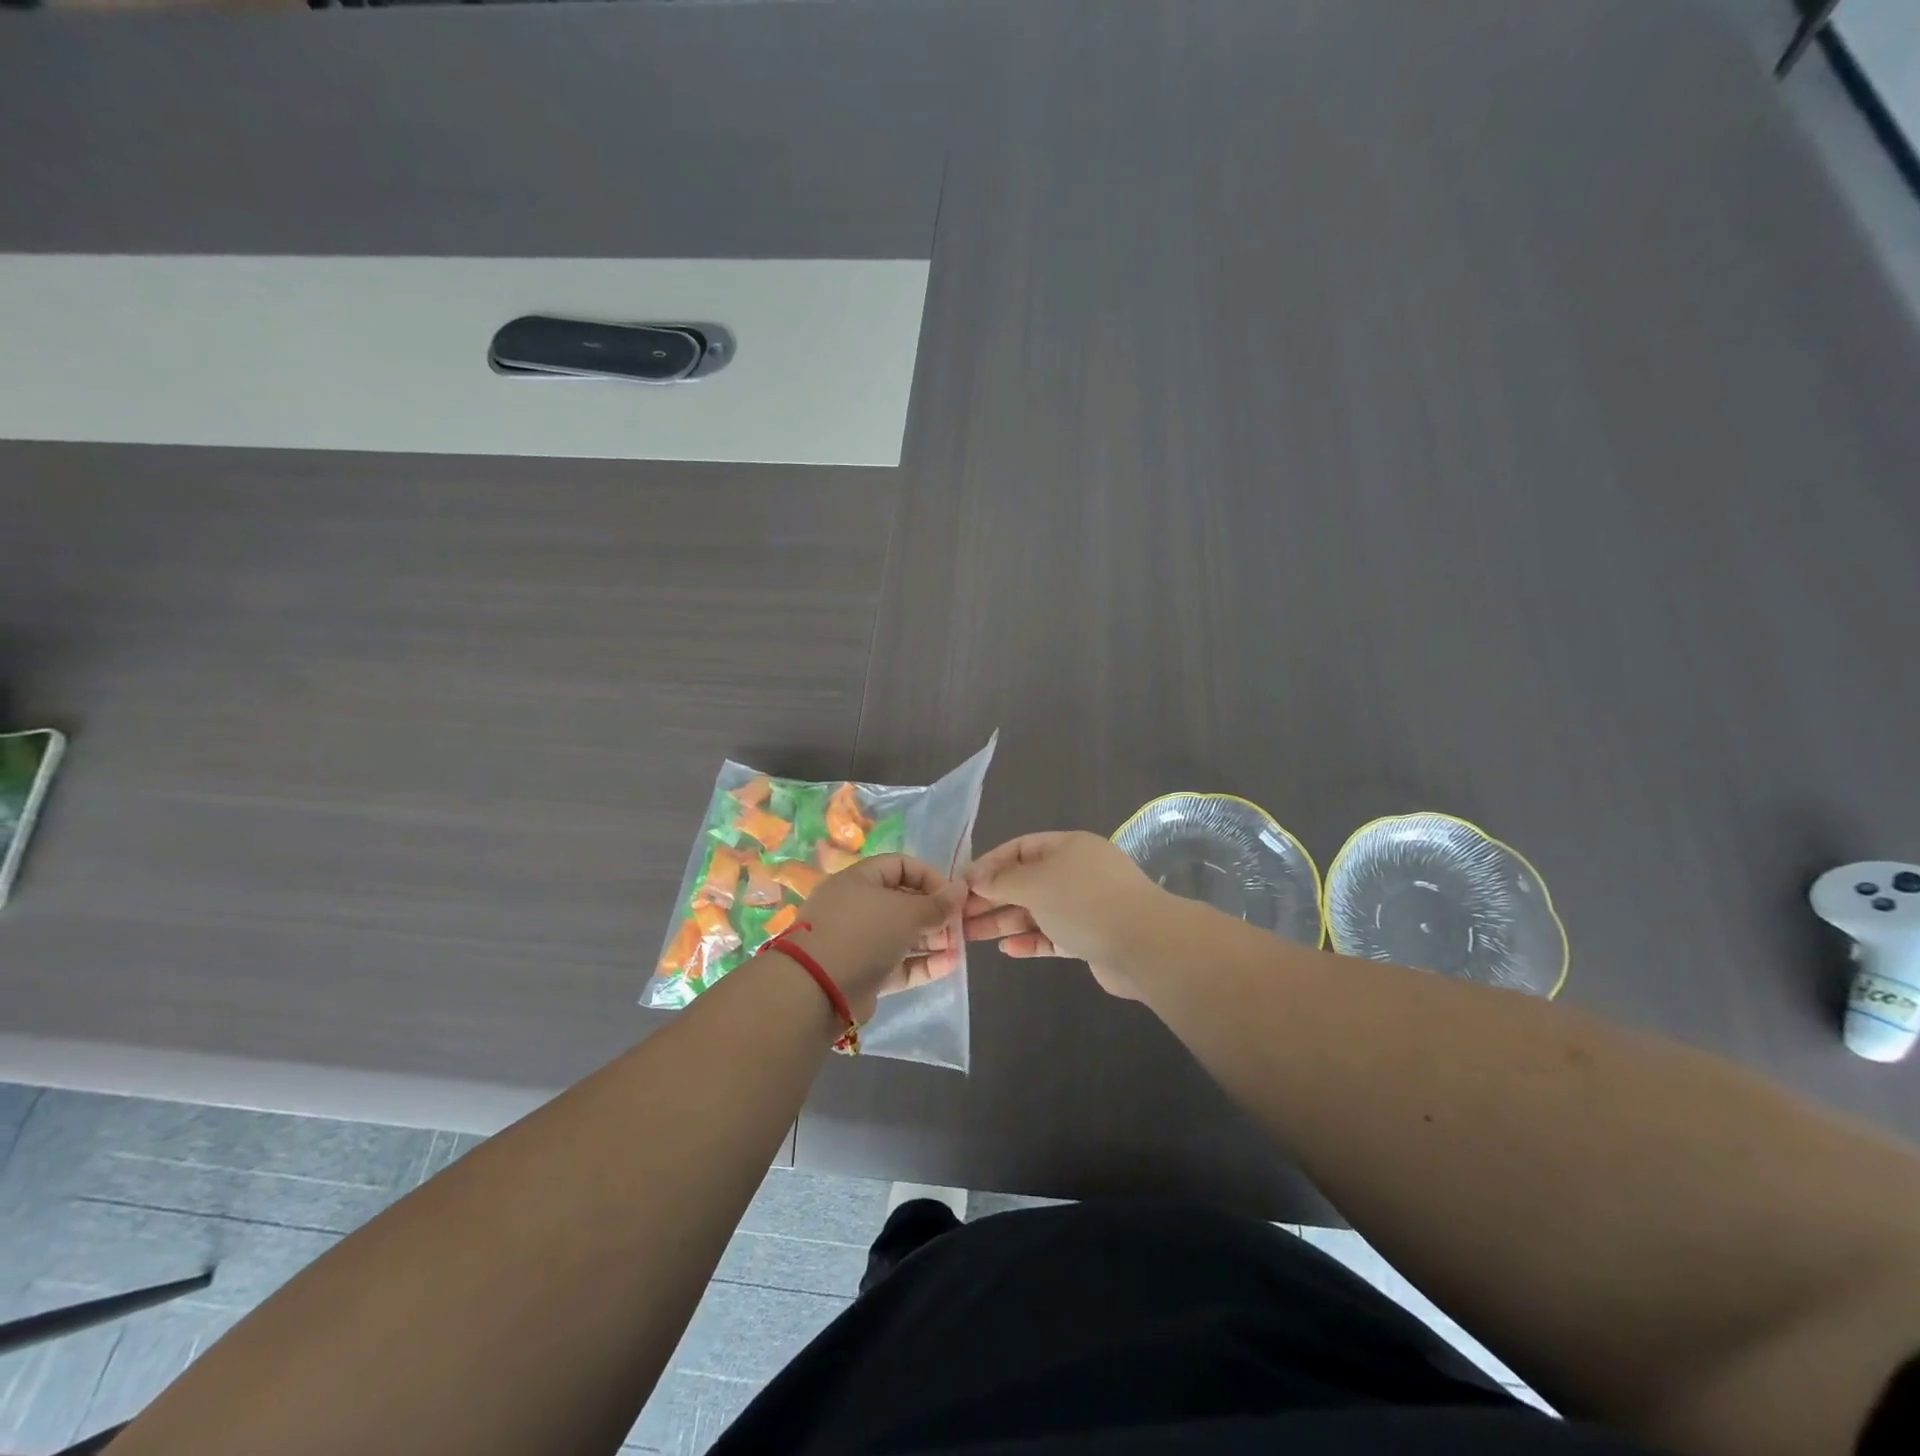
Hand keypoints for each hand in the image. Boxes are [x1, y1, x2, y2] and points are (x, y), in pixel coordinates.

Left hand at [786, 855, 965, 1022]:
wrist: (816, 990)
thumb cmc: (863, 934)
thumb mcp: (906, 912)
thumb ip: (937, 903)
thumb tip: (961, 888)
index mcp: (859, 879)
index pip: (900, 865)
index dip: (929, 876)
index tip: (953, 895)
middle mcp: (856, 906)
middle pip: (903, 902)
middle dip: (934, 913)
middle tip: (960, 925)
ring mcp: (858, 941)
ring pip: (901, 935)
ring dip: (932, 940)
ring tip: (958, 948)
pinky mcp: (862, 972)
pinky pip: (897, 963)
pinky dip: (922, 963)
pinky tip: (949, 966)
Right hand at [963, 831, 1167, 999]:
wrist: (1144, 945)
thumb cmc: (1084, 902)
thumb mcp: (1035, 884)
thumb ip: (1001, 881)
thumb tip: (975, 877)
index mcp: (1067, 847)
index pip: (1019, 848)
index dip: (989, 864)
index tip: (961, 884)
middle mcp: (1076, 872)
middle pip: (1026, 881)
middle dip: (992, 897)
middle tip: (959, 915)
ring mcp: (1085, 906)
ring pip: (1036, 910)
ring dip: (1005, 921)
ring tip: (970, 936)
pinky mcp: (1090, 938)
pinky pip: (1052, 935)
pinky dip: (1030, 940)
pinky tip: (1006, 950)